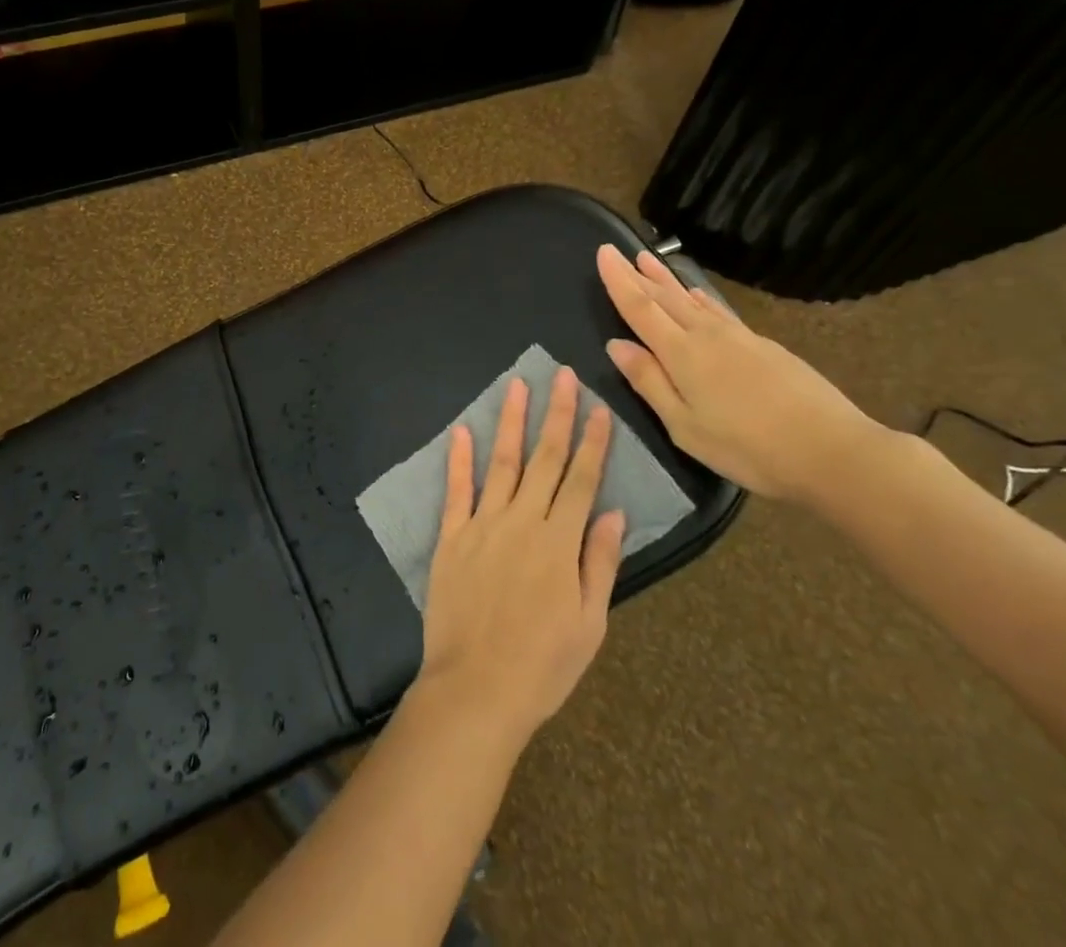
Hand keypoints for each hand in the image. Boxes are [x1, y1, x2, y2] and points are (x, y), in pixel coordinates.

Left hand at [413, 368, 626, 747]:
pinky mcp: (452, 537)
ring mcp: (484, 525)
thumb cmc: (542, 664)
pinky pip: (456, 490)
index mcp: (559, 542)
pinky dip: (459, 459)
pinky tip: (462, 430)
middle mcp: (523, 521)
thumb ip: (599, 562)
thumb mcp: (589, 623)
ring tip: (519, 386)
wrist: (476, 689)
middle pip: (545, 459)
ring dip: (512, 422)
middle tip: (563, 376)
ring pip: (503, 463)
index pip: (581, 479)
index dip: (592, 442)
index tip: (598, 408)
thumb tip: (613, 511)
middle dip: (557, 415)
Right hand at [595, 244, 888, 504]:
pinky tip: (699, 294)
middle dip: (638, 274)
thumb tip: (616, 345)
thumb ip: (650, 383)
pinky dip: (701, 297)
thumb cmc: (749, 448)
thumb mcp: (686, 427)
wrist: (832, 450)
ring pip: (692, 299)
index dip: (619, 281)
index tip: (603, 253)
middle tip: (618, 251)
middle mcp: (707, 335)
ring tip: (648, 259)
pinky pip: (719, 310)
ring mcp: (739, 337)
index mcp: (682, 354)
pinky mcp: (763, 346)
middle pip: (665, 298)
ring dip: (667, 279)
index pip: (640, 308)